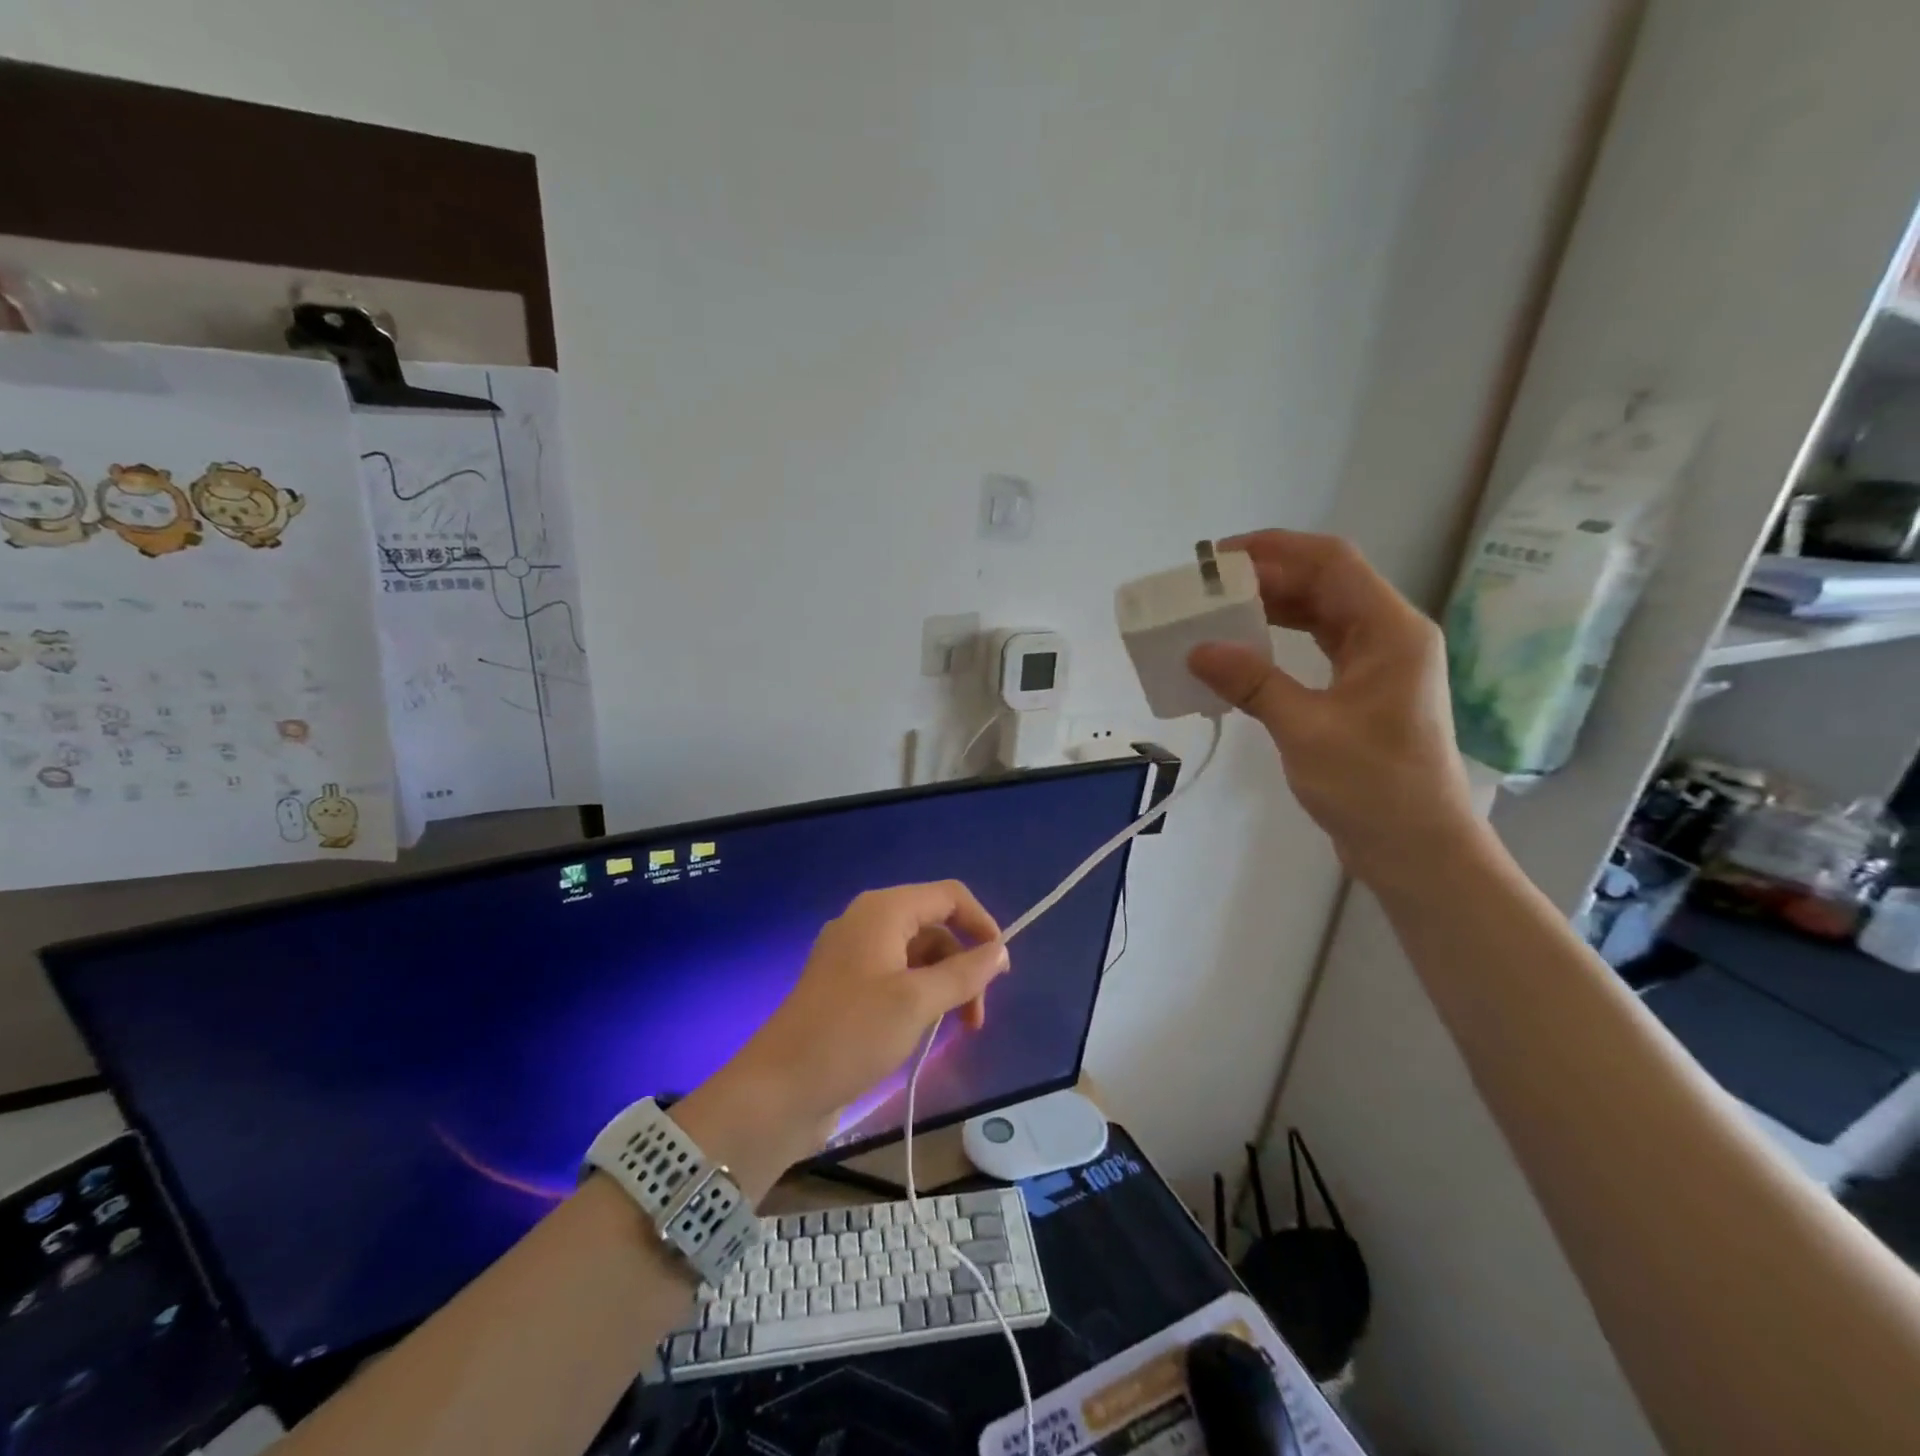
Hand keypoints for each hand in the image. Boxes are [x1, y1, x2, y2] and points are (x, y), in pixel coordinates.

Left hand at [673, 882, 1008, 1196]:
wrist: (778, 1090)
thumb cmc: (851, 1034)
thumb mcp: (917, 1001)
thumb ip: (965, 972)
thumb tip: (1000, 949)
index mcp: (883, 911)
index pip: (949, 896)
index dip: (981, 924)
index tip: (1000, 968)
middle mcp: (868, 923)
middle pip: (935, 928)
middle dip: (964, 966)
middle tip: (977, 1018)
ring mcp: (854, 956)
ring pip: (918, 957)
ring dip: (945, 986)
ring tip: (959, 1031)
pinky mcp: (847, 988)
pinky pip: (897, 978)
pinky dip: (921, 997)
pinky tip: (927, 1031)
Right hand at [1187, 530, 1485, 889]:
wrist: (1418, 848)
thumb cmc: (1373, 786)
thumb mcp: (1306, 731)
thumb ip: (1253, 683)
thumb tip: (1198, 649)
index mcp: (1390, 631)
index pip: (1332, 563)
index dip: (1276, 549)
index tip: (1220, 558)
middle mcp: (1389, 636)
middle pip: (1326, 583)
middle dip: (1268, 577)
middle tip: (1209, 587)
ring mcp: (1379, 663)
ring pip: (1321, 613)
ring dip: (1273, 607)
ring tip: (1219, 612)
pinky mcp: (1364, 690)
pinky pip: (1319, 646)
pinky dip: (1281, 640)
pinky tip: (1246, 650)